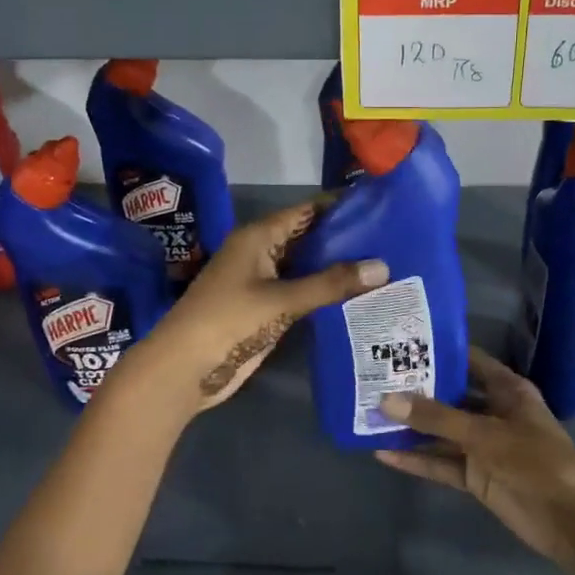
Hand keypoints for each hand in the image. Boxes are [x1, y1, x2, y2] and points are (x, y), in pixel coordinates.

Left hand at [114, 199, 387, 419]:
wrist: (184, 368)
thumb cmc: (228, 321)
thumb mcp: (282, 299)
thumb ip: (331, 283)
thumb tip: (383, 266)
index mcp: (258, 237)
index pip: (305, 211)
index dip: (338, 206)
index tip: (376, 205)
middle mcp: (261, 253)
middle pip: (307, 238)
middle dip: (343, 238)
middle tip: (390, 238)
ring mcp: (262, 282)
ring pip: (305, 266)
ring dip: (336, 267)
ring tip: (384, 264)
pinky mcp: (265, 309)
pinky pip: (301, 292)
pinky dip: (324, 292)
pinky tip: (357, 295)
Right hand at [375, 347, 574, 574]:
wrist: (573, 522)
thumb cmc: (537, 461)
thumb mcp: (484, 434)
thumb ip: (435, 418)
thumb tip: (386, 400)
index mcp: (506, 389)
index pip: (466, 359)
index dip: (437, 350)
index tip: (398, 341)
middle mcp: (492, 411)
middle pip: (448, 395)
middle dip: (415, 389)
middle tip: (373, 376)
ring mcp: (483, 445)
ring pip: (441, 430)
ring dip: (411, 426)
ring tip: (368, 413)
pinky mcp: (476, 476)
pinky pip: (441, 462)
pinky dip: (416, 460)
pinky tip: (384, 453)